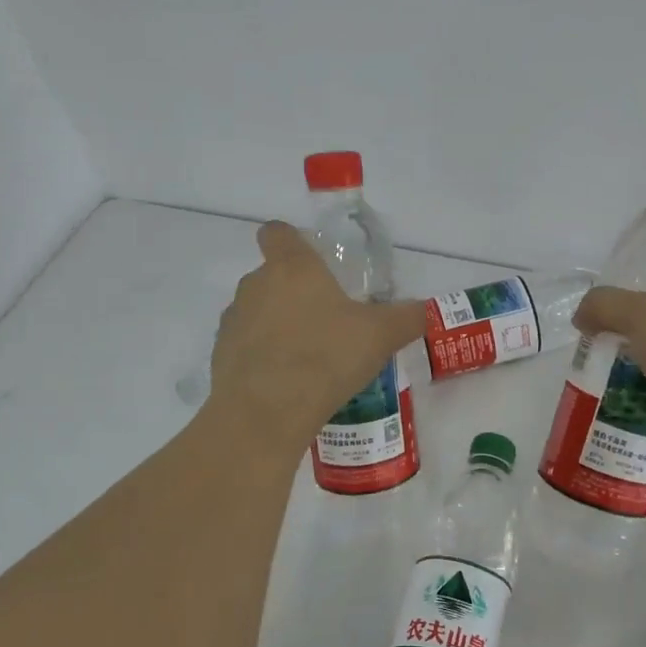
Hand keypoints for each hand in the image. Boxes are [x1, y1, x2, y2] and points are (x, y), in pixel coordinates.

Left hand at [204, 221, 426, 443]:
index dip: (291, 240)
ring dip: (276, 324)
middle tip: (326, 318)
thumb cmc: (325, 357)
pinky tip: (286, 382)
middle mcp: (256, 285)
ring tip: (307, 356)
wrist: (264, 414)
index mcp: (292, 267)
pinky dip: (261, 356)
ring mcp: (233, 321)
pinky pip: (244, 346)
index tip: (312, 260)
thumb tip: (426, 309)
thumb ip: (407, 317)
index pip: (277, 232)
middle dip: (294, 291)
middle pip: (270, 274)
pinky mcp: (219, 356)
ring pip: (256, 311)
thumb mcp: (380, 335)